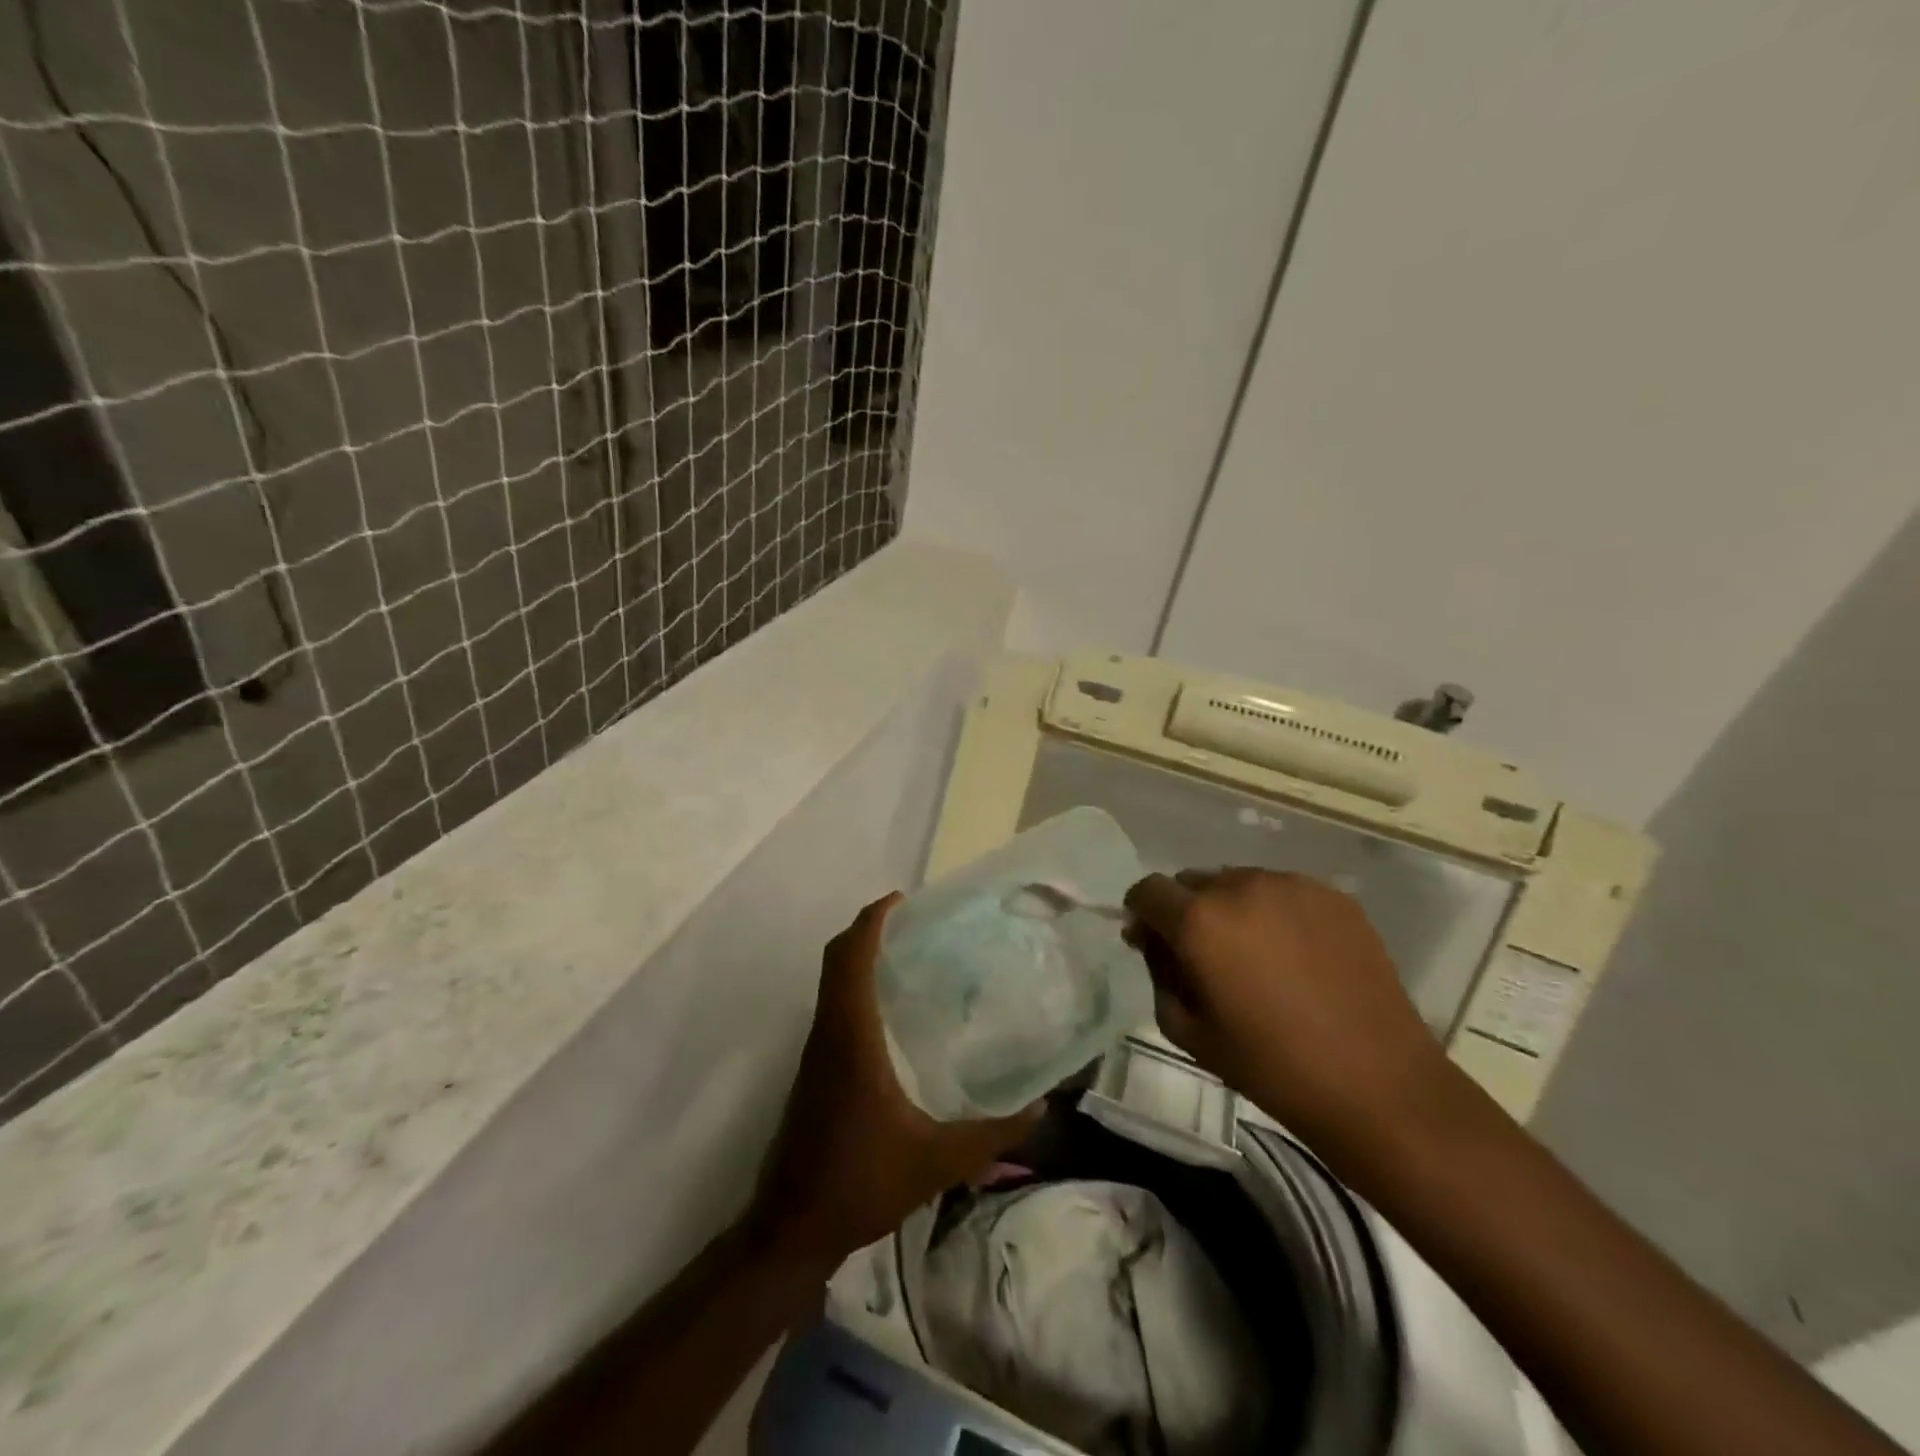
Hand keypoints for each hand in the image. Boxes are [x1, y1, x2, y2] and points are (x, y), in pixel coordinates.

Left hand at [748, 893, 1040, 1267]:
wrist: (790, 1229)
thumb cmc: (860, 1183)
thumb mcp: (937, 1161)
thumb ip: (992, 1135)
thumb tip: (1042, 1109)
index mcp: (852, 1038)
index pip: (851, 959)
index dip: (871, 921)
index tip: (899, 900)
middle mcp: (828, 1034)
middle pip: (836, 960)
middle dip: (866, 931)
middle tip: (910, 922)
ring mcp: (815, 1054)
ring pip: (831, 984)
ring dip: (858, 958)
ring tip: (907, 957)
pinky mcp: (813, 1072)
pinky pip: (833, 1009)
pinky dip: (854, 988)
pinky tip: (889, 1015)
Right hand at [1125, 868, 1450, 1153]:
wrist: (1378, 1084)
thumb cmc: (1271, 1066)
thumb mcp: (1188, 1031)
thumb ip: (1158, 974)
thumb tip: (1154, 942)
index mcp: (1199, 920)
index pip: (1148, 890)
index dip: (1142, 914)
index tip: (1152, 943)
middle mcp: (1240, 886)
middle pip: (1192, 882)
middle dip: (1186, 911)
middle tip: (1205, 957)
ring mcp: (1292, 886)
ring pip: (1238, 882)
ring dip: (1231, 909)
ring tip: (1256, 956)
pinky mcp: (1333, 897)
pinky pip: (1283, 892)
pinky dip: (1274, 913)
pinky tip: (1295, 956)